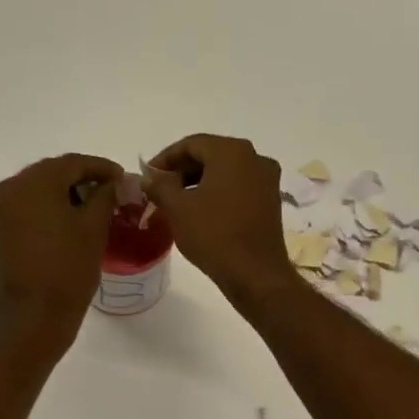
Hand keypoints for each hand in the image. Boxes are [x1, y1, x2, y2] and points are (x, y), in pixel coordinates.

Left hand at [0, 152, 123, 356]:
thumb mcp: (94, 229)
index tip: (123, 178)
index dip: (102, 168)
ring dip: (68, 195)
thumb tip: (113, 183)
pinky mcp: (2, 234)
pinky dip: (52, 210)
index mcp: (32, 183)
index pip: (73, 163)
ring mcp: (2, 213)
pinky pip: (31, 210)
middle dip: (83, 179)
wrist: (32, 320)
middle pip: (53, 173)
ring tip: (96, 208)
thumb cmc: (67, 270)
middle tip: (112, 191)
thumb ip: (105, 196)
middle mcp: (11, 190)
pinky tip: (73, 223)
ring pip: (41, 191)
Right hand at [143, 134, 295, 300]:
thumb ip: (160, 185)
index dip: (165, 158)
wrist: (255, 274)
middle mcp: (254, 158)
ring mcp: (266, 180)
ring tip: (176, 201)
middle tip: (159, 188)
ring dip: (198, 182)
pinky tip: (200, 211)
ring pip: (225, 171)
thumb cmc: (214, 235)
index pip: (191, 144)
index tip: (148, 175)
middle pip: (210, 155)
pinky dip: (217, 192)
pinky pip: (238, 187)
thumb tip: (149, 176)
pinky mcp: (270, 201)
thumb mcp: (177, 208)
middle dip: (182, 170)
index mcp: (232, 152)